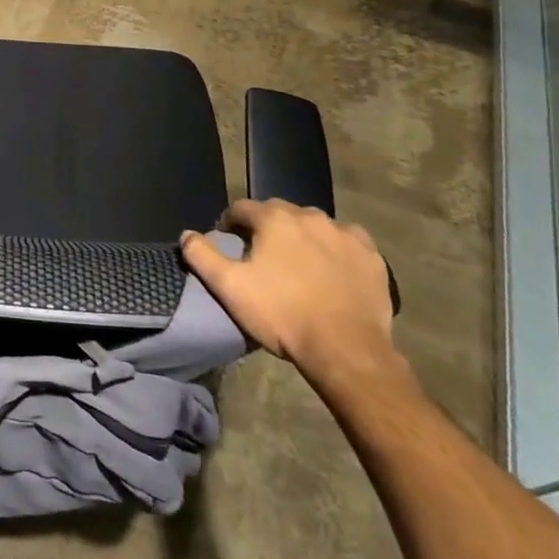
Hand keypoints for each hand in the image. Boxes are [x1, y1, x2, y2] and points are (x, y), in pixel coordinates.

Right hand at [182, 198, 396, 380]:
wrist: (346, 350)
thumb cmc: (282, 315)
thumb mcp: (229, 287)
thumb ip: (201, 255)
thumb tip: (186, 234)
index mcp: (275, 219)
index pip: (242, 208)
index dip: (230, 224)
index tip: (228, 243)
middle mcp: (311, 216)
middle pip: (279, 213)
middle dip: (267, 228)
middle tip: (262, 257)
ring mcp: (345, 234)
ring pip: (314, 225)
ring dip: (302, 236)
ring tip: (298, 264)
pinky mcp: (372, 256)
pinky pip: (347, 241)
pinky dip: (335, 249)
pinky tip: (331, 270)